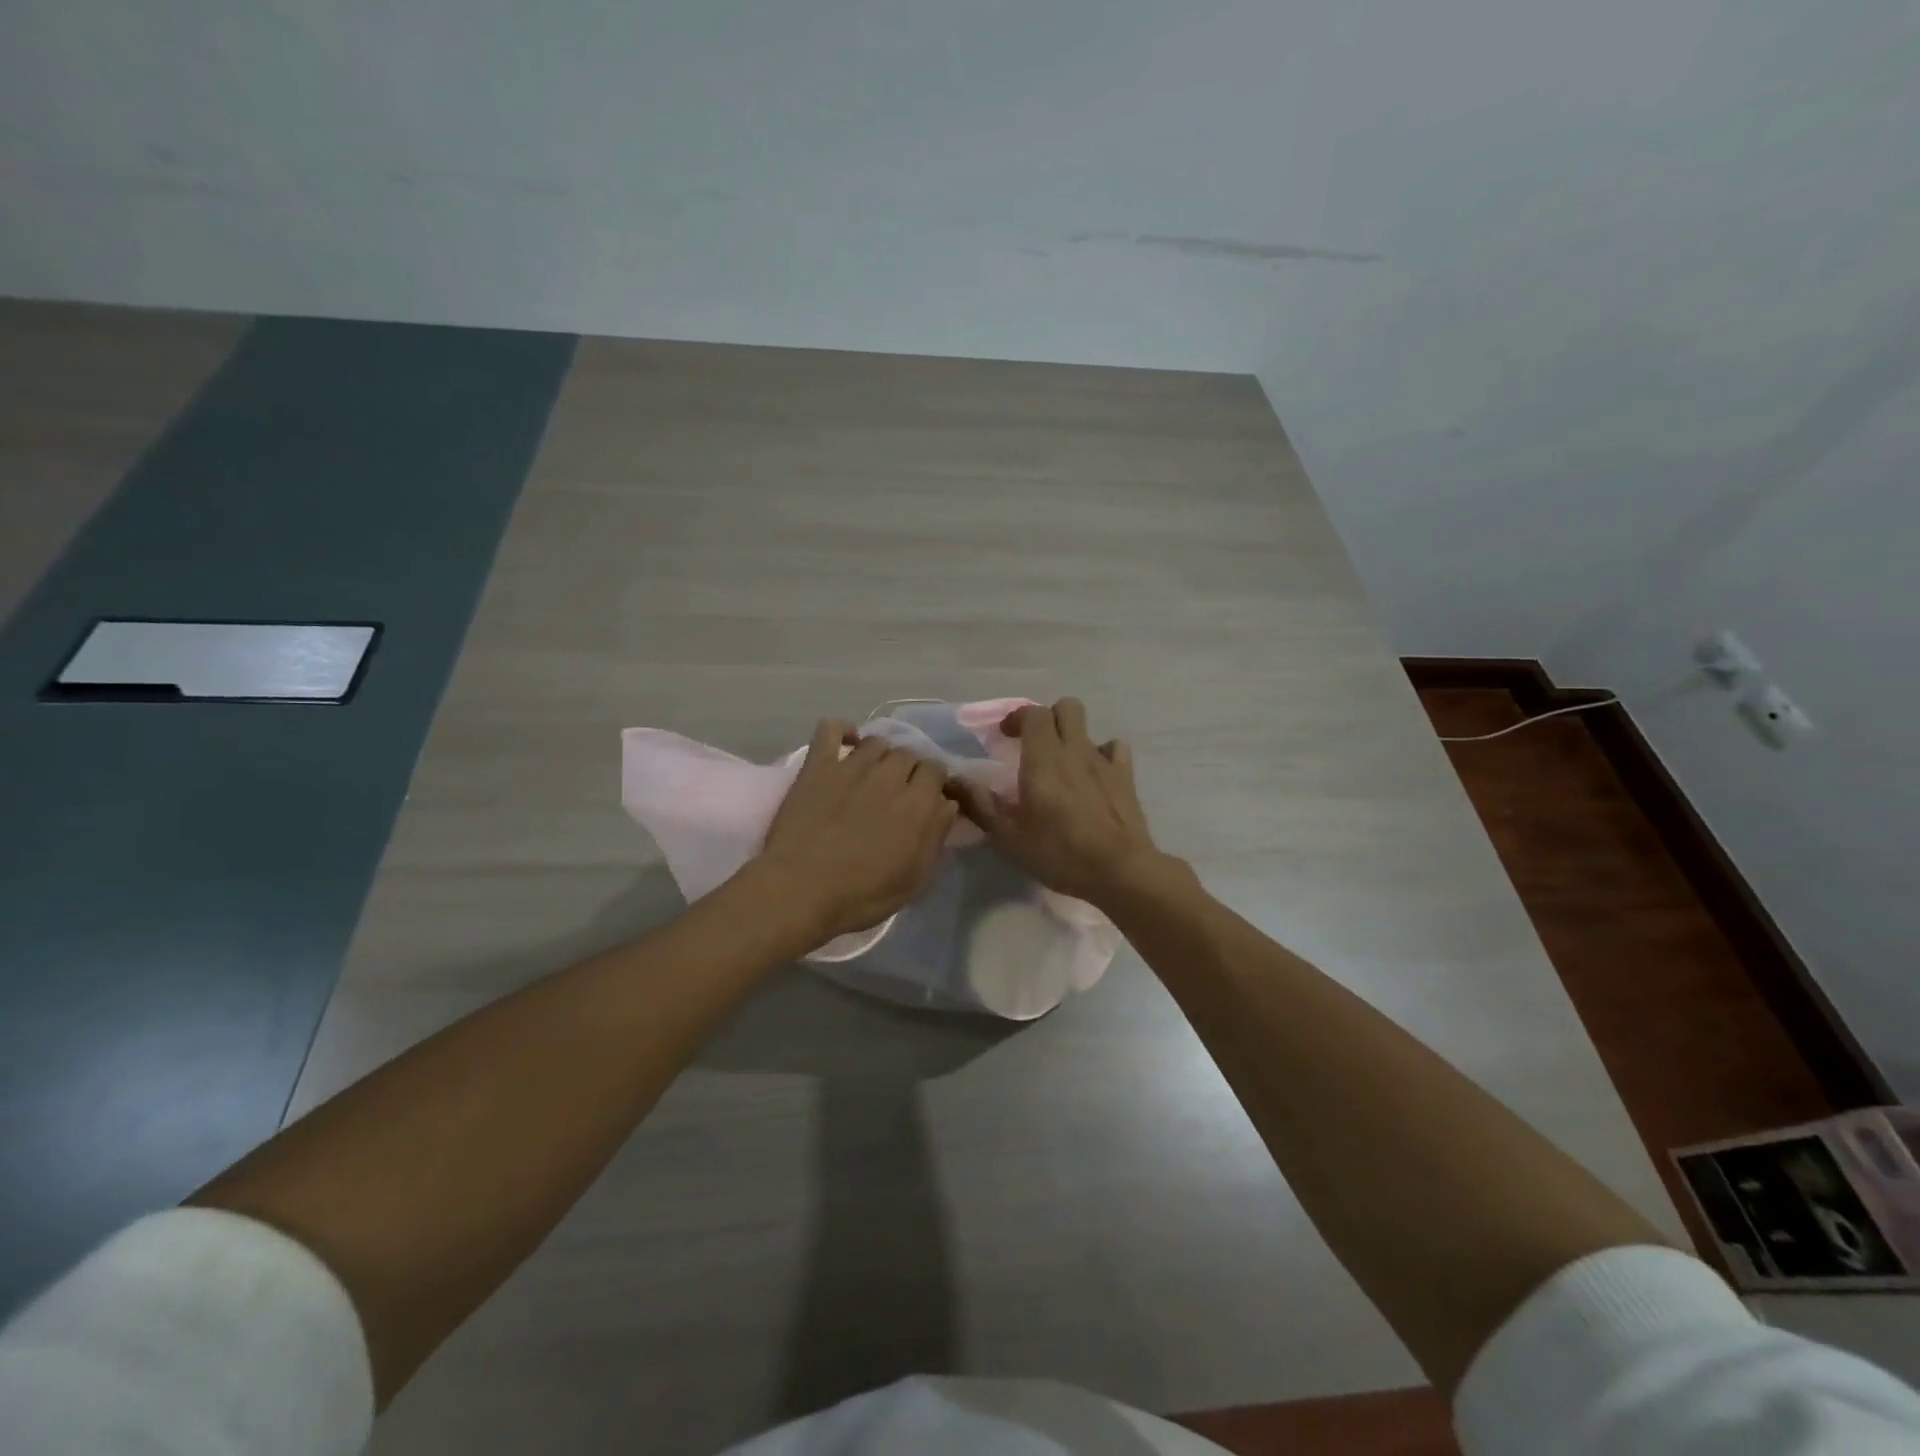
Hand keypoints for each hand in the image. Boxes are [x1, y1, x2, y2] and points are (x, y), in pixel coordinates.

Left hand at [753, 719, 958, 942]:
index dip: (934, 782)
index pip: (937, 770)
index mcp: (919, 803)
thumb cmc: (862, 895)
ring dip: (881, 755)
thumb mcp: (915, 879)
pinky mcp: (818, 765)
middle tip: (898, 792)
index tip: (927, 799)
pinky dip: (842, 730)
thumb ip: (936, 838)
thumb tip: (947, 805)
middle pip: (909, 753)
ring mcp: (852, 766)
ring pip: (877, 741)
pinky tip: (845, 744)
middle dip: (909, 769)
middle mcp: (890, 776)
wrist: (800, 891)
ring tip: (873, 774)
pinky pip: (832, 729)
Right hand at [950, 697, 1170, 907]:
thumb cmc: (1059, 851)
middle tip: (1031, 744)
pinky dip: (1102, 754)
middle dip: (1047, 718)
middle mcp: (1075, 749)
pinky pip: (1114, 749)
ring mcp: (1104, 761)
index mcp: (1044, 757)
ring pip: (1088, 728)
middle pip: (1066, 708)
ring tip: (1061, 762)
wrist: (1119, 870)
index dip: (1017, 718)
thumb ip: (979, 803)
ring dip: (1072, 736)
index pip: (1033, 713)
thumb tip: (951, 780)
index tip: (1003, 737)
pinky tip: (1094, 775)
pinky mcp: (1126, 777)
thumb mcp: (1008, 835)